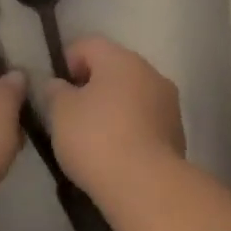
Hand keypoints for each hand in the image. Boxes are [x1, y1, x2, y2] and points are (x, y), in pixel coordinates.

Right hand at [44, 36, 185, 194]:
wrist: (146, 186)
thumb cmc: (97, 139)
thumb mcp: (61, 112)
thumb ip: (56, 91)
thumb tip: (59, 85)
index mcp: (121, 59)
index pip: (88, 44)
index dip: (66, 61)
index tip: (54, 89)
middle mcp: (150, 73)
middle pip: (113, 69)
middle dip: (90, 86)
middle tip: (70, 114)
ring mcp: (168, 103)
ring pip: (132, 95)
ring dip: (112, 108)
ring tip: (92, 138)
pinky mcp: (176, 133)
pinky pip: (145, 120)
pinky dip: (129, 129)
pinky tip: (115, 153)